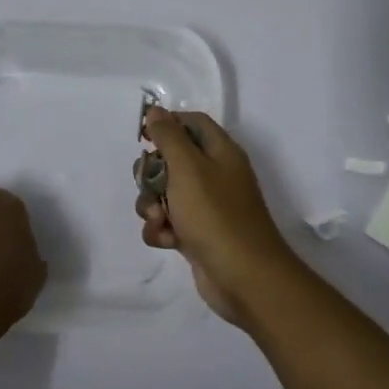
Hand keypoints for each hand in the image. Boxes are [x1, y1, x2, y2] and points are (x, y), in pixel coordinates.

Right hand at [135, 107, 302, 327]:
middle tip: (150, 186)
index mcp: (220, 152)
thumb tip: (155, 110)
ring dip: (151, 205)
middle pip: (171, 159)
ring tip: (158, 221)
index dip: (167, 125)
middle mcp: (215, 175)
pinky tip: (166, 240)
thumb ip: (169, 137)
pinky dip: (161, 230)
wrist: (244, 278)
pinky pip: (167, 222)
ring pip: (164, 193)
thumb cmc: (215, 215)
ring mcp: (206, 206)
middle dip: (151, 174)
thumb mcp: (188, 168)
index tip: (144, 138)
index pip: (191, 122)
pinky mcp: (196, 234)